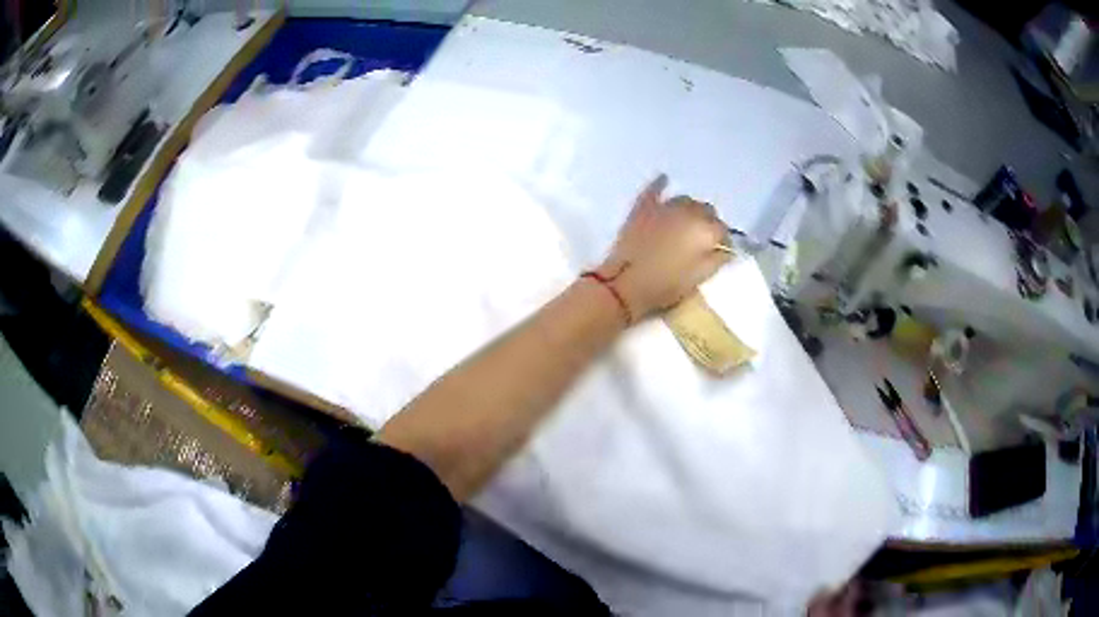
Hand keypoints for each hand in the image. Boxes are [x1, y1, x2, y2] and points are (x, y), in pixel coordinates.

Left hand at [598, 175, 731, 319]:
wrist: (625, 283)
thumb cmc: (665, 286)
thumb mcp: (699, 277)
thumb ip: (717, 260)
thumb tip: (726, 249)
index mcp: (705, 230)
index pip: (723, 230)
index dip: (721, 241)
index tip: (717, 251)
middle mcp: (688, 212)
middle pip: (706, 211)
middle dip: (707, 223)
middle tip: (700, 240)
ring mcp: (664, 206)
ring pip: (685, 200)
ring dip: (689, 209)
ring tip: (685, 223)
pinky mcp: (643, 206)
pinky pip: (655, 189)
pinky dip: (661, 184)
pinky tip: (665, 179)